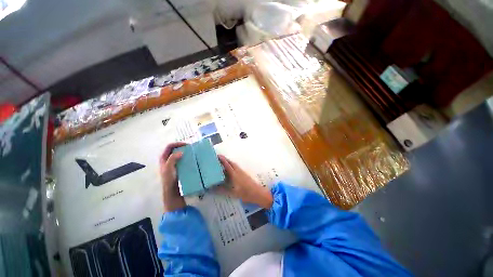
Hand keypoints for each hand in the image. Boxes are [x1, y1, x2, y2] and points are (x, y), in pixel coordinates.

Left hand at [160, 142, 186, 211]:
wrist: (172, 192)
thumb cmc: (169, 181)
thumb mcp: (168, 169)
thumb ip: (172, 159)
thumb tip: (180, 152)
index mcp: (163, 158)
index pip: (169, 146)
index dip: (177, 143)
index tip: (187, 145)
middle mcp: (168, 159)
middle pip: (174, 149)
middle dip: (182, 146)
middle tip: (191, 147)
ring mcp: (173, 163)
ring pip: (179, 154)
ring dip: (185, 151)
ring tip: (192, 152)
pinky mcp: (179, 167)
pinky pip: (183, 159)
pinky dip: (187, 157)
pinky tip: (192, 158)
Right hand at [217, 155, 272, 208]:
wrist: (257, 193)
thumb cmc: (245, 193)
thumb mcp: (232, 193)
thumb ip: (223, 190)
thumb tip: (213, 188)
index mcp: (234, 174)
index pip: (227, 165)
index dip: (222, 160)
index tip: (217, 156)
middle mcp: (238, 171)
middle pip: (231, 163)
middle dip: (225, 160)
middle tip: (218, 159)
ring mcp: (242, 172)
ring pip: (234, 165)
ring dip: (229, 163)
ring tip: (223, 164)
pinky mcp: (244, 174)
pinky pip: (236, 168)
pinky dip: (232, 166)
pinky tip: (230, 171)